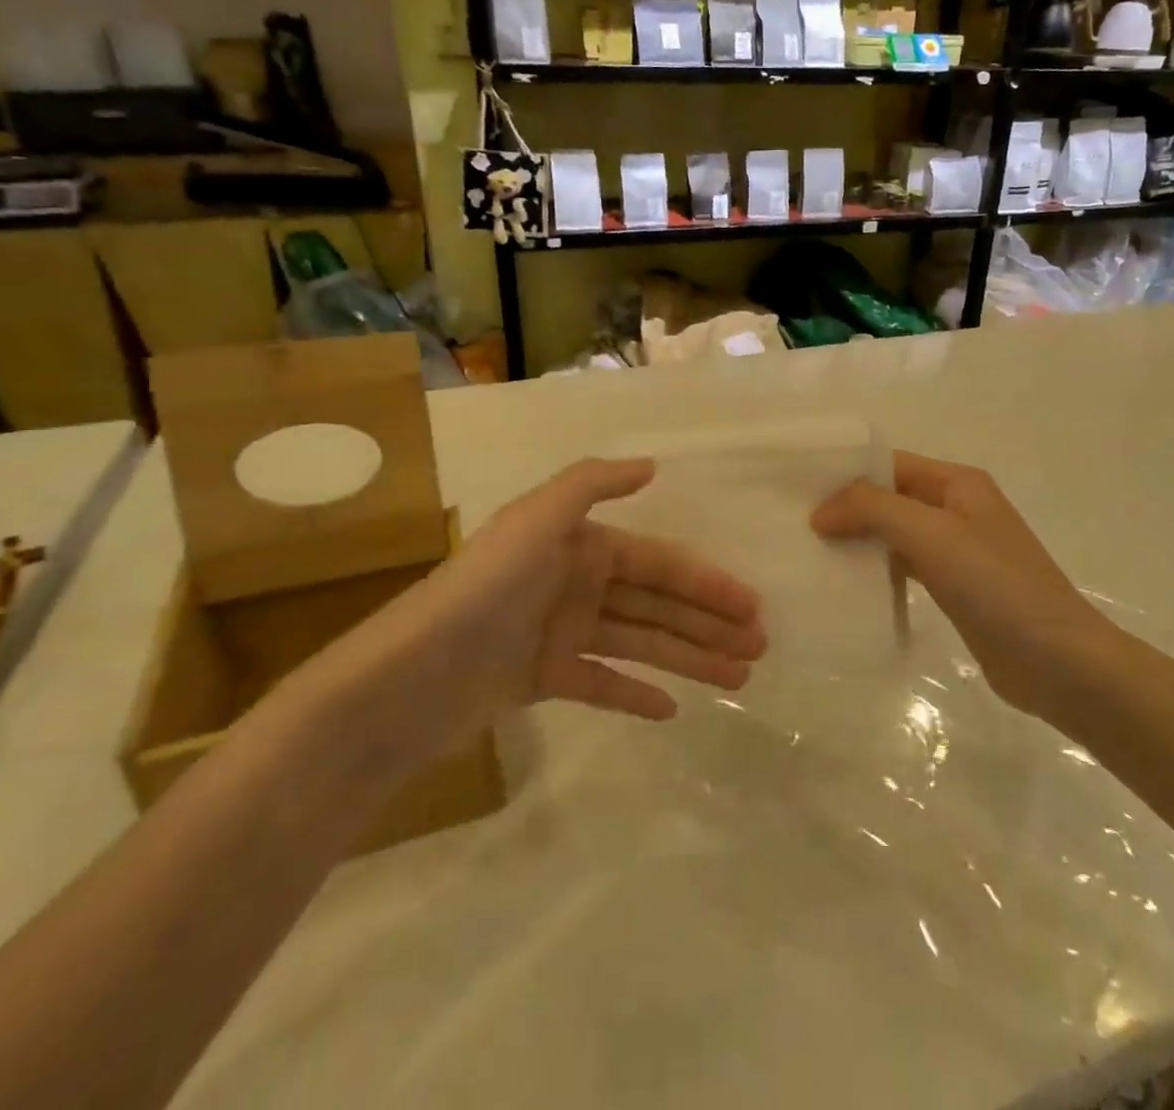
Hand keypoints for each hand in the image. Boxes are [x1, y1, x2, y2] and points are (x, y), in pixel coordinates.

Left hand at [419, 458, 764, 722]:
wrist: (414, 673)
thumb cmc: (488, 588)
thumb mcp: (538, 518)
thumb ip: (593, 484)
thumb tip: (651, 465)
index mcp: (582, 546)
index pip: (659, 563)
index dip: (707, 583)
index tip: (751, 606)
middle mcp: (577, 584)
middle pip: (657, 604)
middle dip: (708, 623)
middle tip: (759, 647)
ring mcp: (562, 633)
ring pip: (640, 644)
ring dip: (688, 658)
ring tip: (738, 677)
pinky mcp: (544, 680)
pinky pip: (602, 684)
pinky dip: (635, 693)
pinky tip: (674, 709)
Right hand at [812, 451, 1104, 717]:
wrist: (1058, 662)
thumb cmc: (995, 584)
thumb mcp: (930, 533)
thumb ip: (872, 509)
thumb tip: (821, 511)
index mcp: (957, 483)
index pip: (889, 464)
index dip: (845, 473)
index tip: (796, 489)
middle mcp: (956, 508)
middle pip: (889, 498)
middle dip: (846, 508)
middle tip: (793, 524)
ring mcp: (956, 551)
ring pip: (894, 534)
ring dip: (858, 541)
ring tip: (809, 553)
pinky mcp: (954, 589)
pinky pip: (904, 568)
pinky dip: (876, 571)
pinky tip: (844, 584)